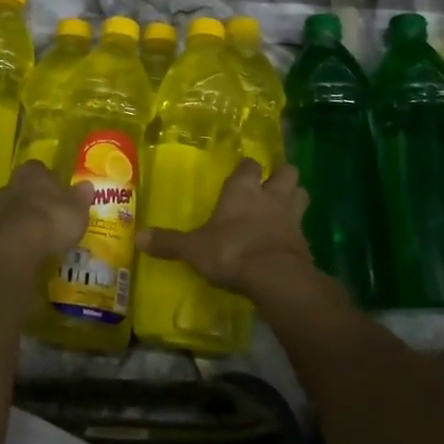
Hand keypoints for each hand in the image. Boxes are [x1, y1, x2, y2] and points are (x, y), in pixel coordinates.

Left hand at [0, 161, 94, 280]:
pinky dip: (16, 236)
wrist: (17, 246)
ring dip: (23, 217)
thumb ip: (81, 195)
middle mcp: (11, 182)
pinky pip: (7, 229)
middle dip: (34, 198)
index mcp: (32, 170)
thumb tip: (86, 185)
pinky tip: (27, 247)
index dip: (50, 181)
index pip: (40, 169)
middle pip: (24, 187)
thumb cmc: (52, 217)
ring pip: (13, 208)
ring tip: (39, 234)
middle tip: (50, 213)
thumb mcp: (78, 208)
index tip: (59, 193)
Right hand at [138, 159, 315, 302]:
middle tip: (270, 186)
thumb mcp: (194, 249)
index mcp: (242, 190)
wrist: (276, 278)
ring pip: (301, 194)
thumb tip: (138, 237)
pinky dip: (297, 230)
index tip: (242, 173)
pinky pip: (303, 227)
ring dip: (294, 197)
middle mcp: (270, 196)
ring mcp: (291, 217)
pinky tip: (287, 241)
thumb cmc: (231, 252)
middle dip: (280, 176)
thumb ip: (169, 242)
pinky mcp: (304, 241)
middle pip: (286, 172)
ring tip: (284, 207)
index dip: (247, 168)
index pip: (249, 165)